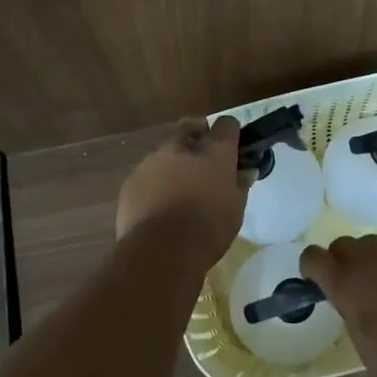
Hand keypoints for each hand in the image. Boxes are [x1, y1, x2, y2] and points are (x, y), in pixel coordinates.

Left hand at [115, 117, 250, 268]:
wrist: (161, 251)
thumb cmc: (208, 228)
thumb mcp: (236, 209)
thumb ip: (240, 184)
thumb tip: (244, 172)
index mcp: (213, 150)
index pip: (226, 124)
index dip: (230, 135)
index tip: (233, 152)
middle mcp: (181, 147)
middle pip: (190, 129)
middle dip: (198, 141)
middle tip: (204, 166)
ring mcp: (152, 161)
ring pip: (166, 152)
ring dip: (174, 163)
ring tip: (179, 192)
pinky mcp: (131, 181)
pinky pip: (147, 174)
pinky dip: (155, 183)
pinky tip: (159, 207)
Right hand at [298, 235, 376, 376]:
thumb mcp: (361, 342)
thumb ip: (350, 310)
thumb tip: (349, 300)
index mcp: (347, 282)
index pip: (314, 256)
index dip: (310, 268)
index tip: (314, 285)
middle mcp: (371, 262)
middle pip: (343, 244)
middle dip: (338, 260)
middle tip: (345, 288)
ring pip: (371, 245)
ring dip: (365, 260)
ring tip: (373, 290)